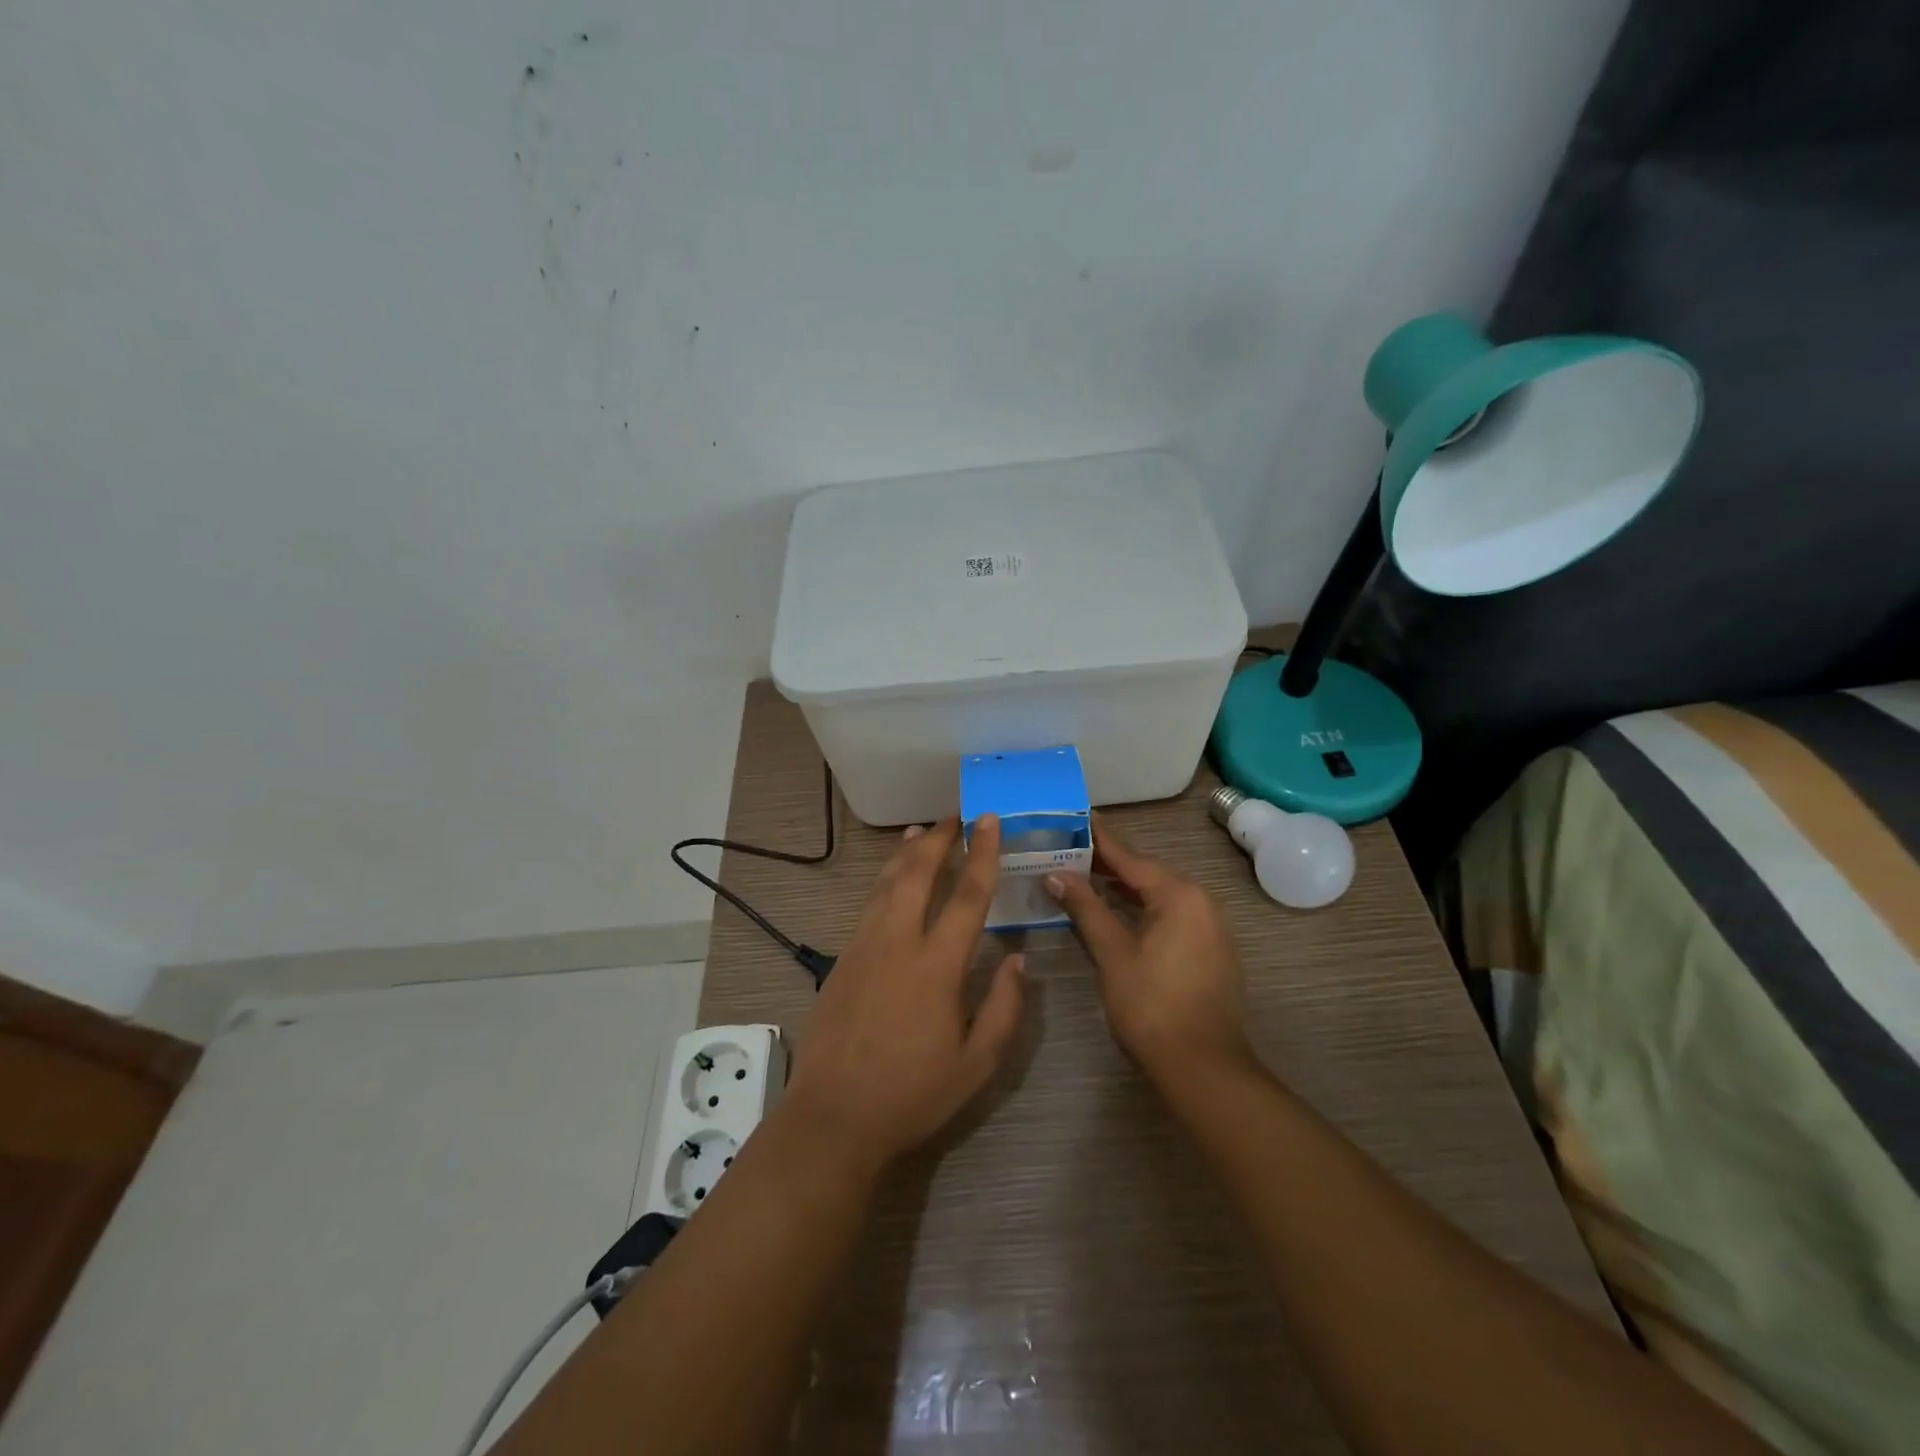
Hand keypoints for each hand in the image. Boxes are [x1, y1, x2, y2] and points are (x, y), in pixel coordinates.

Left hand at [783, 815, 1024, 1167]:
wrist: (833, 1117)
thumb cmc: (912, 1095)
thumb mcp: (976, 1065)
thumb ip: (1005, 1009)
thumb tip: (1019, 961)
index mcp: (937, 966)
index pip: (967, 896)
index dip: (982, 854)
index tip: (988, 822)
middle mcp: (898, 943)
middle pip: (918, 873)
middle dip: (939, 839)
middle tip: (955, 816)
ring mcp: (864, 947)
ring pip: (887, 883)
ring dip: (907, 853)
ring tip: (922, 831)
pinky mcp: (843, 959)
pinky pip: (870, 904)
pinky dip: (885, 880)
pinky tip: (892, 878)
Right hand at [1044, 814, 1251, 1084]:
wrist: (1204, 1067)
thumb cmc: (1152, 1006)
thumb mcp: (1112, 954)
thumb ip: (1086, 908)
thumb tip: (1056, 874)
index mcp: (1179, 895)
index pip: (1131, 857)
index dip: (1101, 839)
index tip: (1078, 817)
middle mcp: (1201, 901)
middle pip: (1147, 872)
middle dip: (1109, 863)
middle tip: (1069, 848)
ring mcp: (1210, 926)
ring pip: (1160, 894)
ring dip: (1125, 886)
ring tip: (1085, 875)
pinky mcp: (1210, 949)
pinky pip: (1171, 913)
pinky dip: (1142, 907)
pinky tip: (1117, 910)